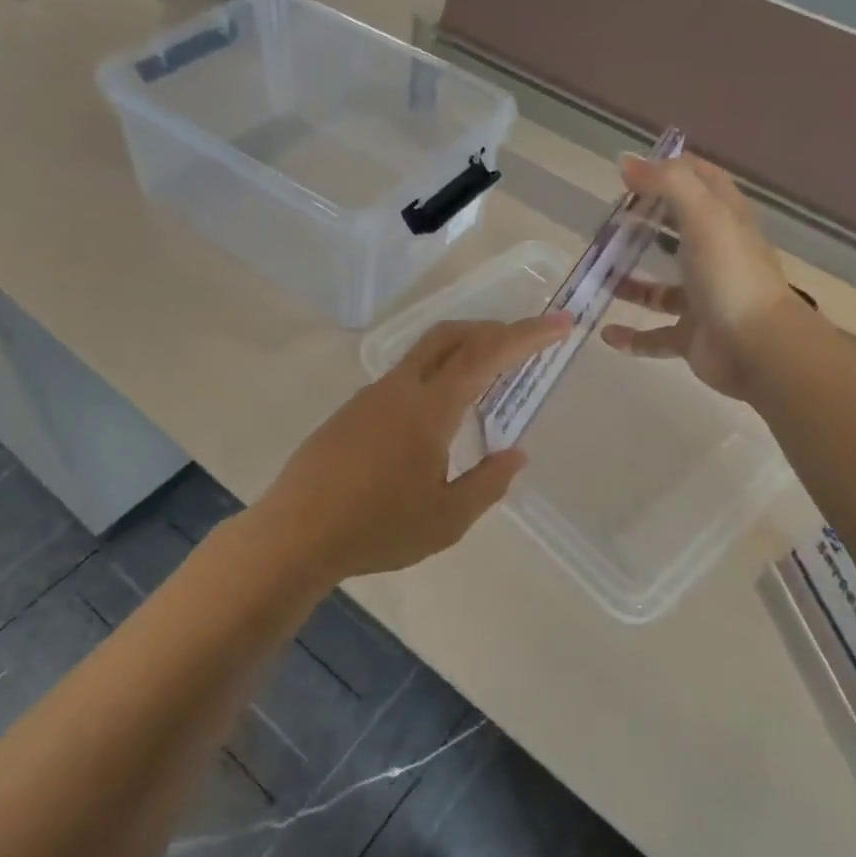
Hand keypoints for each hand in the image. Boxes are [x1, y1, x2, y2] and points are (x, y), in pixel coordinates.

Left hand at [259, 315, 568, 583]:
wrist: (295, 534)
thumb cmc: (377, 528)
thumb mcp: (447, 520)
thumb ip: (488, 483)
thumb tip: (516, 454)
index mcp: (428, 408)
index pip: (486, 355)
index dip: (526, 335)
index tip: (559, 322)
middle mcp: (399, 389)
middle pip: (450, 335)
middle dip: (492, 329)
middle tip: (523, 342)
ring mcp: (370, 396)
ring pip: (424, 353)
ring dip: (462, 350)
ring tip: (488, 376)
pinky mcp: (352, 411)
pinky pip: (404, 376)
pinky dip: (436, 373)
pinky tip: (438, 412)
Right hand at [601, 155, 795, 401]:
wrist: (758, 348)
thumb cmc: (730, 275)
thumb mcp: (703, 215)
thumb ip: (668, 183)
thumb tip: (628, 162)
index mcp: (726, 221)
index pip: (703, 181)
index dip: (673, 169)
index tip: (632, 171)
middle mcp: (717, 256)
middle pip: (679, 232)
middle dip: (645, 225)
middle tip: (608, 222)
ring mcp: (704, 299)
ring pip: (662, 289)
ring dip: (631, 283)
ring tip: (599, 276)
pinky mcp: (692, 336)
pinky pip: (655, 336)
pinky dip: (631, 336)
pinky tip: (606, 332)